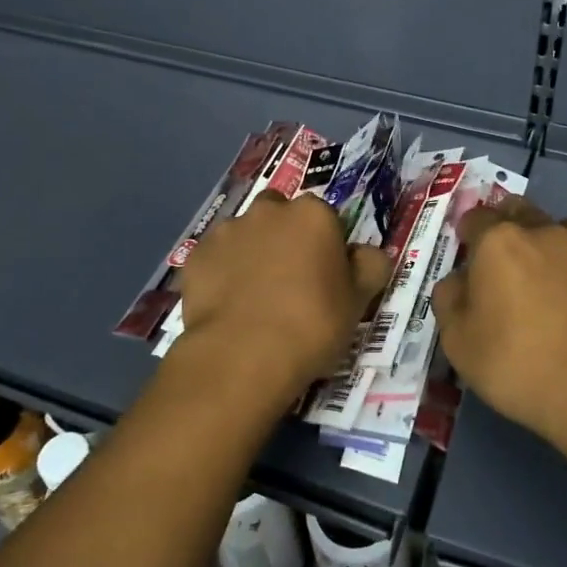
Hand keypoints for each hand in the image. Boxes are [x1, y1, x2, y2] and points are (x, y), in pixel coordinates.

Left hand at [179, 192, 391, 399]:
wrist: (243, 355)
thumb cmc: (312, 324)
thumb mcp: (359, 300)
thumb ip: (370, 266)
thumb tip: (366, 254)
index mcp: (312, 215)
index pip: (325, 218)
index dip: (326, 245)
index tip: (326, 276)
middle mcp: (268, 211)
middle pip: (281, 215)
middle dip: (285, 237)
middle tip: (290, 280)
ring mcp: (227, 231)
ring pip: (245, 235)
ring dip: (252, 253)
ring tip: (255, 296)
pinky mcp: (196, 257)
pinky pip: (215, 259)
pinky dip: (222, 273)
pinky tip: (228, 305)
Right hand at [432, 198, 566, 442]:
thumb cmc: (515, 362)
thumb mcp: (457, 340)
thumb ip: (450, 299)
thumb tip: (458, 281)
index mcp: (499, 242)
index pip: (476, 218)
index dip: (468, 231)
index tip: (468, 249)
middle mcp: (545, 233)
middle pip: (522, 211)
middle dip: (511, 225)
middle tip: (507, 259)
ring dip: (555, 247)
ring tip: (554, 280)